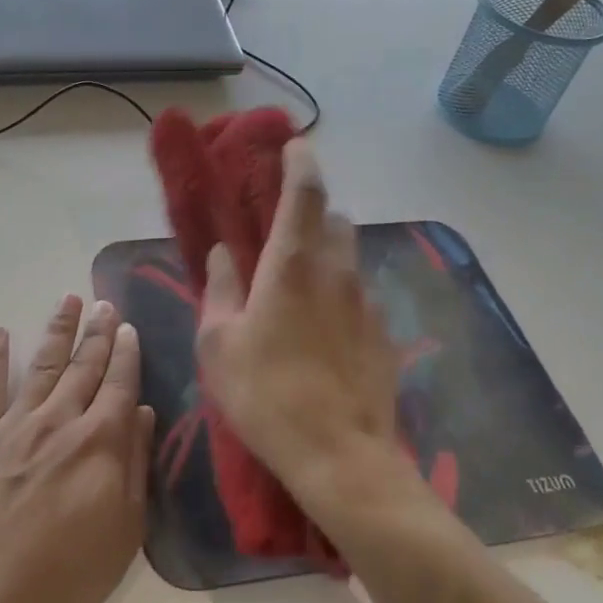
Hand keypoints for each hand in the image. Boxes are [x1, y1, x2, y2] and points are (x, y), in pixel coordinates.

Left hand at [0, 295, 154, 602]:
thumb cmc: (63, 574)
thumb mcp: (123, 532)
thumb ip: (135, 467)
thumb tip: (144, 414)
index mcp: (99, 442)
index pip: (119, 386)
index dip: (126, 354)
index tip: (130, 328)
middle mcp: (59, 421)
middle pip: (83, 366)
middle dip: (97, 333)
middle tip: (105, 303)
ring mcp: (14, 425)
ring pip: (42, 365)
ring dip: (57, 331)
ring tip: (67, 300)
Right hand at [196, 140, 407, 514]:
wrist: (340, 456)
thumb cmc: (265, 394)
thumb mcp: (219, 343)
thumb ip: (220, 290)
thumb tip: (224, 255)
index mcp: (293, 265)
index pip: (304, 194)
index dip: (300, 163)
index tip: (295, 146)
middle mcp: (337, 273)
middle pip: (334, 221)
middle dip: (312, 216)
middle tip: (284, 235)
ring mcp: (367, 304)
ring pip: (349, 260)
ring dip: (326, 259)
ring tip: (299, 292)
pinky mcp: (383, 336)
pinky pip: (359, 299)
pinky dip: (339, 299)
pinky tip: (321, 336)